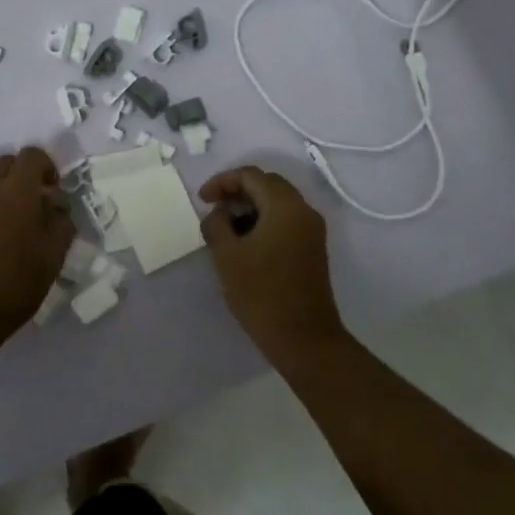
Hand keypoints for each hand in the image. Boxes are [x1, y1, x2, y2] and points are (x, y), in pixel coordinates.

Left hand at [0, 147, 73, 361]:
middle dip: (22, 175)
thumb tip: (57, 206)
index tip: (51, 191)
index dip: (46, 167)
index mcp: (19, 190)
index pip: (32, 155)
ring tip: (2, 207)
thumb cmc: (15, 284)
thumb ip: (61, 223)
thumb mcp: (53, 257)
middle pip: (7, 161)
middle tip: (31, 203)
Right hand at [200, 167, 347, 367]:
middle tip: (213, 208)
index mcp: (285, 205)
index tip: (202, 200)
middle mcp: (304, 210)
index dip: (222, 181)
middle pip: (267, 184)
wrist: (304, 339)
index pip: (251, 175)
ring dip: (250, 207)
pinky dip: (264, 221)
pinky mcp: (313, 249)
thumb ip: (217, 224)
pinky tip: (246, 244)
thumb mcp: (227, 256)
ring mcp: (312, 230)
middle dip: (237, 191)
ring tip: (226, 229)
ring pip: (277, 202)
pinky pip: (286, 220)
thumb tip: (219, 213)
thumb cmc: (262, 293)